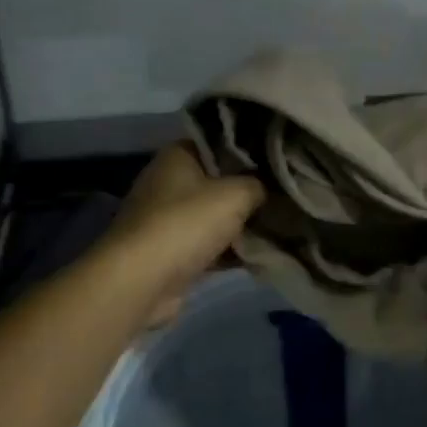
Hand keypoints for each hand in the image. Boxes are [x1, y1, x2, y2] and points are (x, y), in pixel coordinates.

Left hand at [99, 143, 264, 322]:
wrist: (143, 281)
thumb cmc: (187, 223)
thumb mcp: (237, 194)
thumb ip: (258, 185)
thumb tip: (265, 189)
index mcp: (177, 157)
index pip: (219, 144)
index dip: (250, 152)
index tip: (278, 162)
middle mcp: (168, 183)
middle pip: (219, 182)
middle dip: (250, 192)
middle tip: (284, 196)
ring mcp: (168, 220)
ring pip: (216, 217)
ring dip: (243, 225)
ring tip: (281, 226)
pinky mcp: (172, 253)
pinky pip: (211, 246)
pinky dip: (231, 251)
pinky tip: (262, 254)